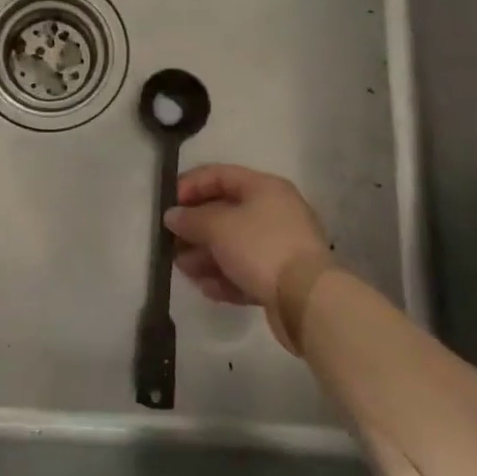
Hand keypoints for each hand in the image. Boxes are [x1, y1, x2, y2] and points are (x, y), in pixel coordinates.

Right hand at [165, 164, 333, 352]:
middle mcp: (274, 212)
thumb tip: (172, 216)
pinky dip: (224, 277)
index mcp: (264, 188)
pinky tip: (207, 288)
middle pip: (225, 212)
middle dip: (195, 227)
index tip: (169, 204)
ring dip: (204, 256)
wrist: (308, 300)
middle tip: (171, 241)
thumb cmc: (261, 247)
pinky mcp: (280, 278)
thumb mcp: (218, 226)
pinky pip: (245, 271)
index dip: (191, 185)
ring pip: (233, 245)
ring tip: (183, 269)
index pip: (220, 175)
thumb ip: (191, 218)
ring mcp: (279, 246)